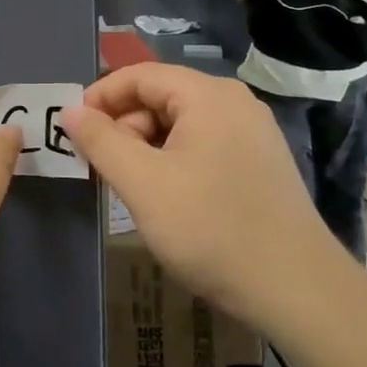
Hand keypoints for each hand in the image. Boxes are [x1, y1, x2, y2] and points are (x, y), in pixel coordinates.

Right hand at [59, 63, 335, 316]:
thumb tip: (70, 111)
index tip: (72, 130)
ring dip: (145, 147)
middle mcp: (235, 104)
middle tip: (100, 166)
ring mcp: (252, 135)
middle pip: (161, 97)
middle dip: (123, 126)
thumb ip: (101, 141)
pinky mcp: (259, 165)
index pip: (140, 75)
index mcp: (209, 96)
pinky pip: (202, 146)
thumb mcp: (142, 183)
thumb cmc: (211, 229)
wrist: (296, 291)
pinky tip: (165, 198)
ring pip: (180, 125)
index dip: (100, 97)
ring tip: (129, 187)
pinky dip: (172, 162)